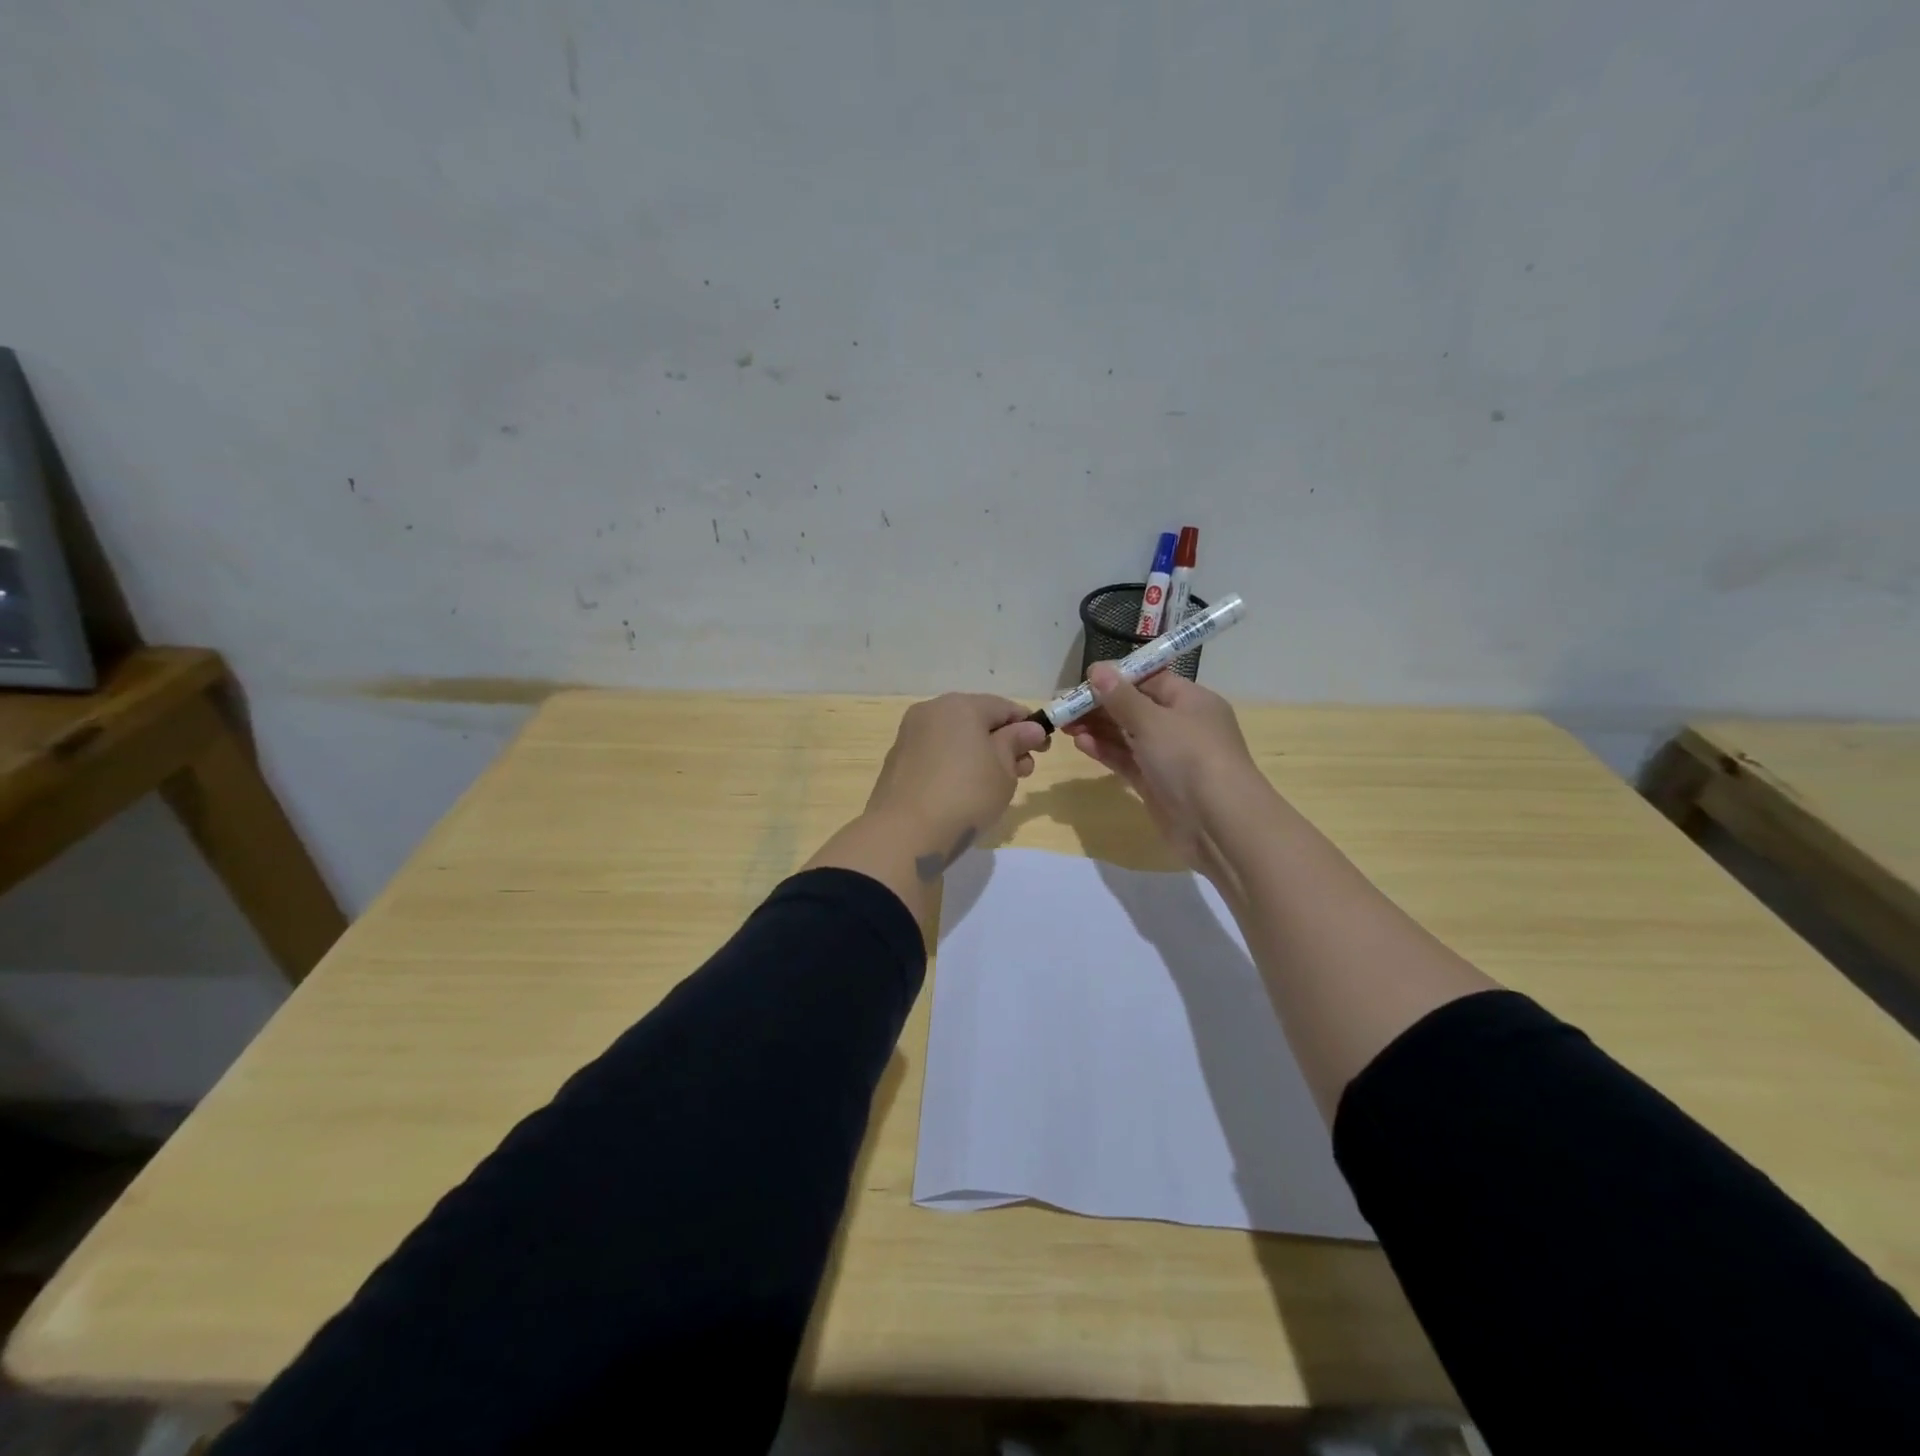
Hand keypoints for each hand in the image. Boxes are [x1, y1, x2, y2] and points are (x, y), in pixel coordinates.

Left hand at [864, 694, 1048, 873]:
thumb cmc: (966, 795)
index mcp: (960, 706)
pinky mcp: (897, 761)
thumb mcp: (1004, 770)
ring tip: (995, 786)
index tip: (1043, 749)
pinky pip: (936, 754)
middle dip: (1003, 742)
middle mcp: (931, 712)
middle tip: (1022, 772)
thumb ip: (1016, 743)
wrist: (905, 833)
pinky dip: (954, 764)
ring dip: (979, 754)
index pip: (1004, 707)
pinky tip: (963, 792)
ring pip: (955, 738)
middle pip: (977, 720)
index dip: (1029, 726)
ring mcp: (909, 736)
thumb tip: (1029, 729)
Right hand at [1062, 665, 1268, 886]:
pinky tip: (1081, 743)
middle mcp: (1182, 725)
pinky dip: (1106, 751)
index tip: (1084, 680)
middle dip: (1101, 705)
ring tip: (1065, 725)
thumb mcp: (1153, 720)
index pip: (1150, 680)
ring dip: (1098, 728)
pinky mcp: (1156, 784)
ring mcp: (1169, 757)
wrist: (1219, 824)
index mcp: (1191, 701)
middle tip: (1064, 706)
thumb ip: (1122, 697)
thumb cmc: (1190, 758)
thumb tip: (1098, 669)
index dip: (1118, 678)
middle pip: (1136, 707)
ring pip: (1128, 735)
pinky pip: (1127, 760)